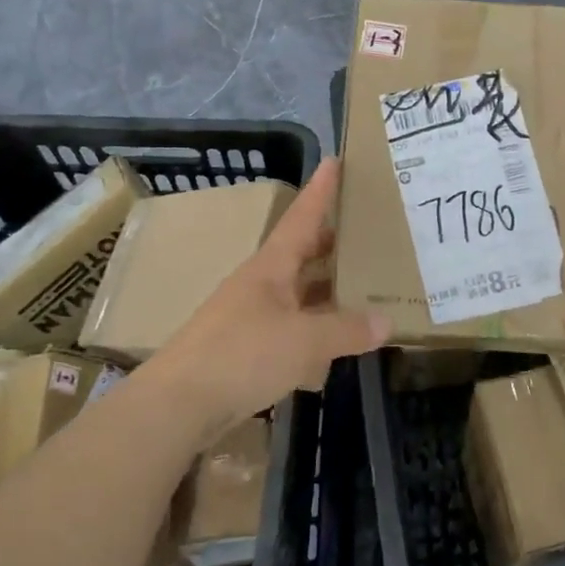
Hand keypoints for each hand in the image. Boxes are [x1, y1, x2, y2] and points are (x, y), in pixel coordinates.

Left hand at [139, 159, 387, 446]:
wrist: (178, 404)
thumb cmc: (242, 355)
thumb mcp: (305, 341)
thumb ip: (347, 330)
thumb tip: (386, 322)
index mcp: (272, 267)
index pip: (302, 218)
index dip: (320, 191)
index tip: (335, 160)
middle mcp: (261, 284)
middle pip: (302, 253)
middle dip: (332, 243)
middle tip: (368, 232)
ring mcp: (252, 316)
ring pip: (298, 293)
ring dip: (326, 290)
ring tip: (363, 287)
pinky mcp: (247, 348)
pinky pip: (291, 328)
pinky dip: (315, 331)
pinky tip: (335, 347)